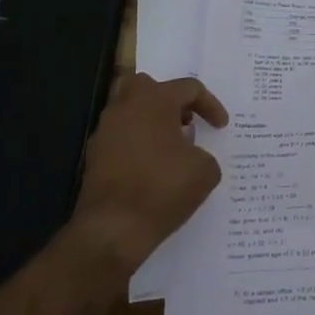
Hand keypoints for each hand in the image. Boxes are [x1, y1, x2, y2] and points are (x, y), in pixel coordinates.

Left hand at [69, 73, 227, 275]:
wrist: (112, 229)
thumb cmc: (163, 189)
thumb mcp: (205, 171)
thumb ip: (204, 153)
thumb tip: (192, 155)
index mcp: (155, 99)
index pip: (189, 88)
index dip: (210, 105)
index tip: (221, 127)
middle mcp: (126, 106)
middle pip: (148, 85)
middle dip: (169, 99)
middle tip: (185, 121)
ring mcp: (106, 130)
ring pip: (129, 109)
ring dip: (150, 120)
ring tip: (169, 145)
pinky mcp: (94, 156)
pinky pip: (120, 136)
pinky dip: (136, 143)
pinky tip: (151, 166)